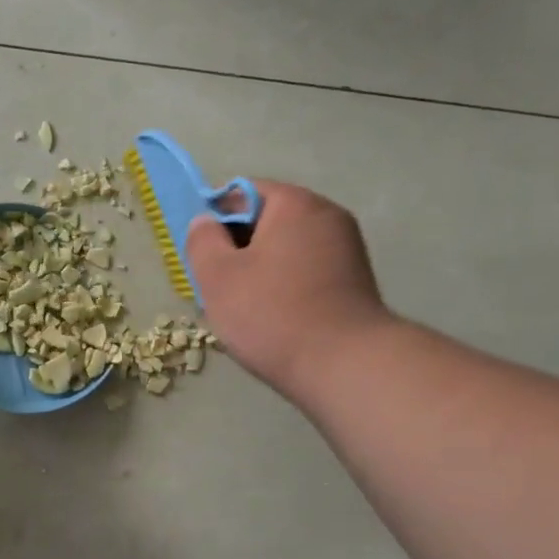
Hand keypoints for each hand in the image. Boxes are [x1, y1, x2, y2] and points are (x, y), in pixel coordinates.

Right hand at [185, 181, 392, 396]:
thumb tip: (205, 222)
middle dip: (239, 247)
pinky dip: (286, 285)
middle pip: (268, 219)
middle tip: (220, 285)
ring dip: (262, 269)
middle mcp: (327, 215)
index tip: (204, 256)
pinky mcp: (355, 281)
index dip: (215, 220)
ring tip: (246, 306)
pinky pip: (307, 271)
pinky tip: (276, 317)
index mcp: (295, 203)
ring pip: (287, 248)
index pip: (243, 193)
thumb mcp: (218, 277)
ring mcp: (347, 249)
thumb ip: (203, 241)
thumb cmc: (273, 314)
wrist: (345, 366)